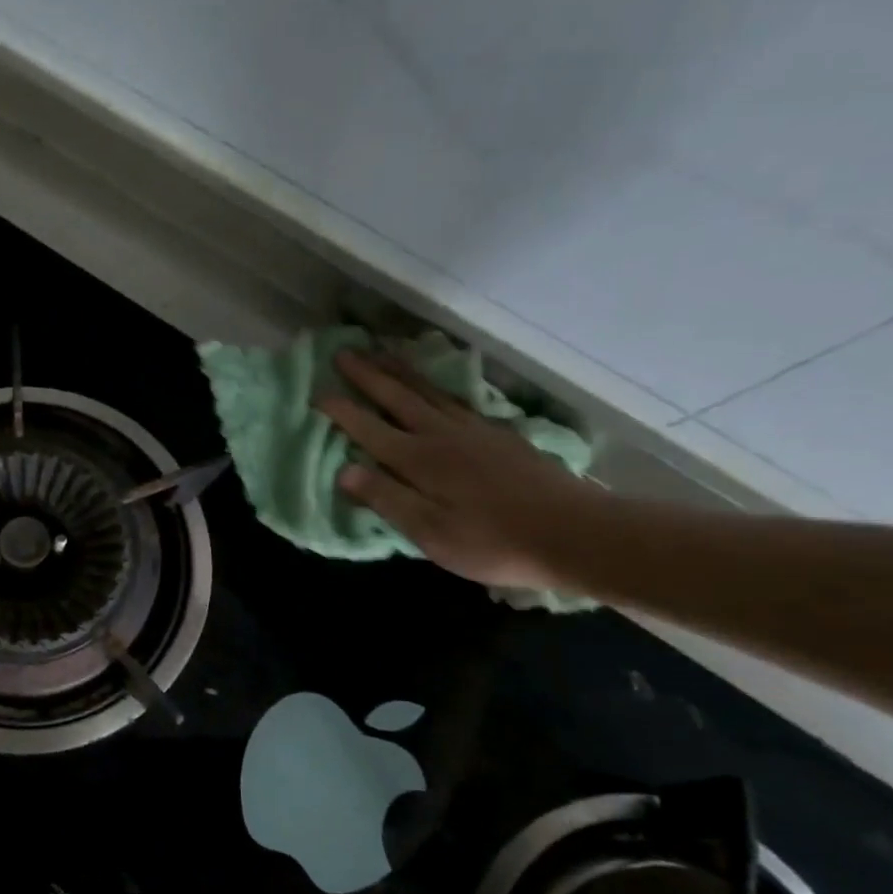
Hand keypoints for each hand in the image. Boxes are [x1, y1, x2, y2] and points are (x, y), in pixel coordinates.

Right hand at [315, 349, 603, 589]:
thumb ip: (387, 499)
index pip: (370, 430)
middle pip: (399, 398)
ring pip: (429, 392)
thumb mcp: (430, 532)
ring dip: (400, 371)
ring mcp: (475, 431)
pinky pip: (455, 399)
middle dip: (368, 376)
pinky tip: (433, 387)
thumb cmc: (494, 541)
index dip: (343, 412)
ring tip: (380, 352)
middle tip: (343, 352)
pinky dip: (435, 386)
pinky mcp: (500, 435)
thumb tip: (344, 471)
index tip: (317, 393)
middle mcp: (443, 435)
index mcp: (420, 460)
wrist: (576, 533)